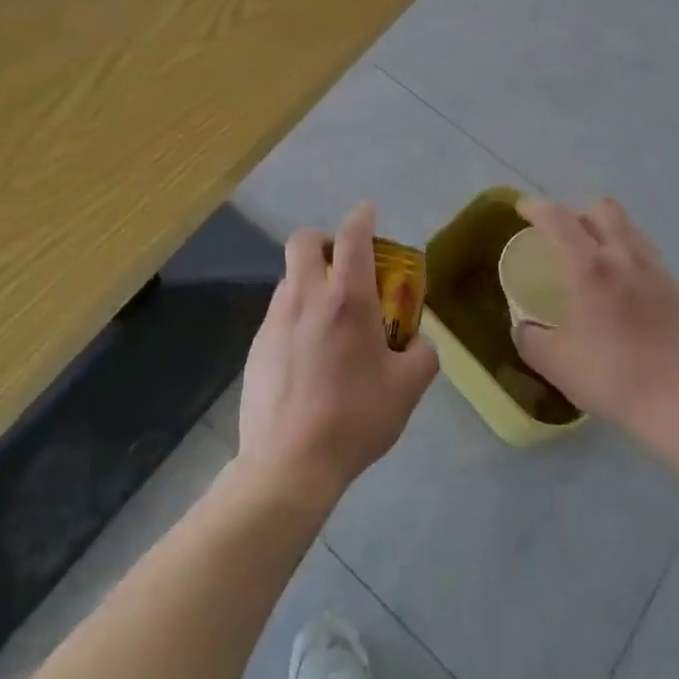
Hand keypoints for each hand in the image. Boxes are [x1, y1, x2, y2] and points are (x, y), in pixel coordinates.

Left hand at [237, 203, 438, 503]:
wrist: (288, 465)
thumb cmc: (354, 418)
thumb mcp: (408, 388)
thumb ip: (422, 355)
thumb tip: (419, 343)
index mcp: (347, 298)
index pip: (353, 235)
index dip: (362, 217)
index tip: (369, 213)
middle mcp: (307, 297)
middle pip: (304, 241)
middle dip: (324, 241)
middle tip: (344, 265)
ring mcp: (275, 320)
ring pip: (289, 278)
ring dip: (310, 280)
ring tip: (329, 318)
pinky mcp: (256, 347)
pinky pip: (279, 314)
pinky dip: (296, 316)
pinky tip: (309, 355)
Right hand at [511, 198, 678, 437]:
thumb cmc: (611, 376)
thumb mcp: (554, 363)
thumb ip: (529, 337)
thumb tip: (523, 324)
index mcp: (589, 267)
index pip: (559, 219)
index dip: (538, 208)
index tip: (524, 210)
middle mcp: (623, 256)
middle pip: (601, 209)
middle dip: (576, 212)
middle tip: (562, 235)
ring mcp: (654, 269)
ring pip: (628, 226)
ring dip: (606, 228)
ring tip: (594, 254)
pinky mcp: (675, 288)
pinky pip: (646, 251)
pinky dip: (627, 251)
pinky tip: (622, 281)